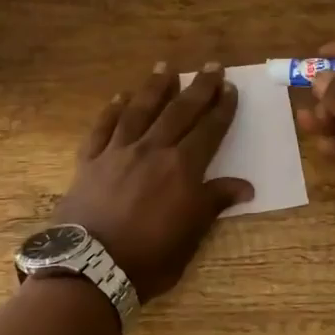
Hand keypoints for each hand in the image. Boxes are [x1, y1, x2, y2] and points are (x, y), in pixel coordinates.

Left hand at [53, 61, 252, 300]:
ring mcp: (118, 152)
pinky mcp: (90, 161)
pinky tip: (120, 96)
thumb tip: (245, 185)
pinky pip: (103, 128)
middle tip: (210, 66)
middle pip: (179, 112)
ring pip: (140, 110)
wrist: (90, 267)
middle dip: (198, 88)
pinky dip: (112, 110)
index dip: (222, 109)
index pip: (209, 131)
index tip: (230, 88)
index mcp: (182, 168)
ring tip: (166, 67)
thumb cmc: (148, 258)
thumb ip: (213, 203)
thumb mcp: (190, 236)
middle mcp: (152, 150)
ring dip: (155, 87)